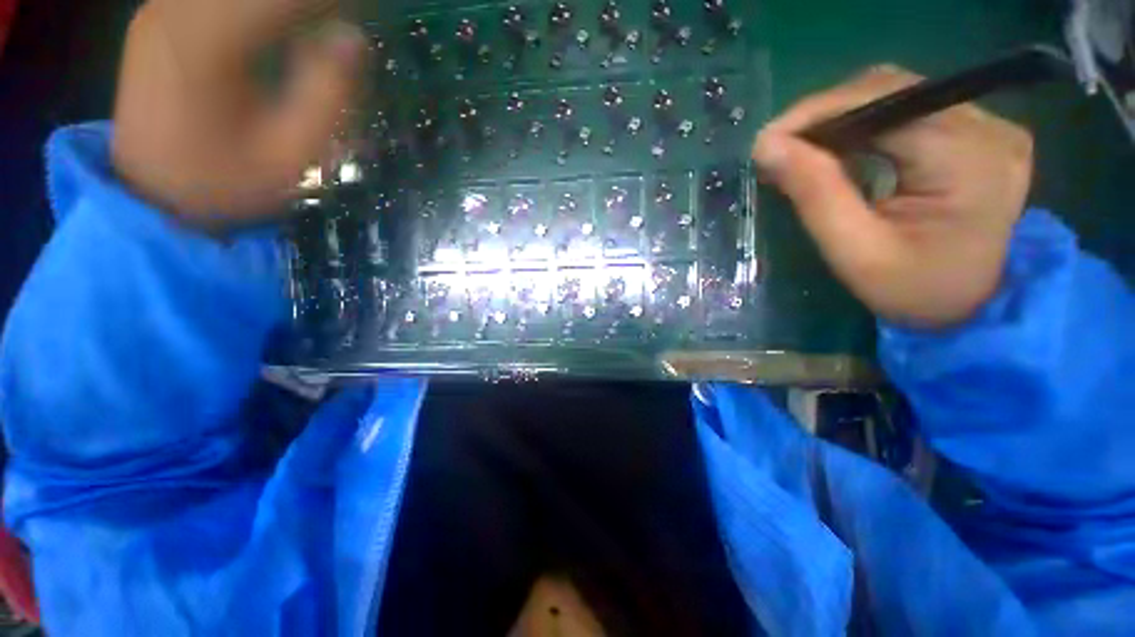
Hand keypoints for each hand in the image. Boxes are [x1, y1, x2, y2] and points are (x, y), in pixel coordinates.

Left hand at [112, 0, 365, 227]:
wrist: (150, 197)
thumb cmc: (227, 183)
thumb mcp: (292, 153)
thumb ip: (326, 93)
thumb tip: (353, 38)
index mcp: (209, 42)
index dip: (329, 5)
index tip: (365, 15)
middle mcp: (178, 10)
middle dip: (309, 5)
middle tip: (342, 25)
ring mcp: (164, 11)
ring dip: (284, 8)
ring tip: (321, 23)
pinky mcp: (163, 19)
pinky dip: (258, 9)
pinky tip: (281, 24)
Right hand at [752, 66, 1033, 328]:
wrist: (973, 305)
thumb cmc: (913, 290)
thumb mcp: (855, 252)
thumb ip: (815, 194)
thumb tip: (767, 146)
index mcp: (968, 159)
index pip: (881, 104)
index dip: (816, 114)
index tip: (767, 143)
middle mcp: (987, 125)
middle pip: (890, 90)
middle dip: (824, 115)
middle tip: (778, 149)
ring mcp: (988, 123)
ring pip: (895, 93)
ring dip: (840, 118)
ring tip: (801, 150)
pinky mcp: (978, 129)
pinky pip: (908, 108)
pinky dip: (863, 124)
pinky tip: (837, 148)